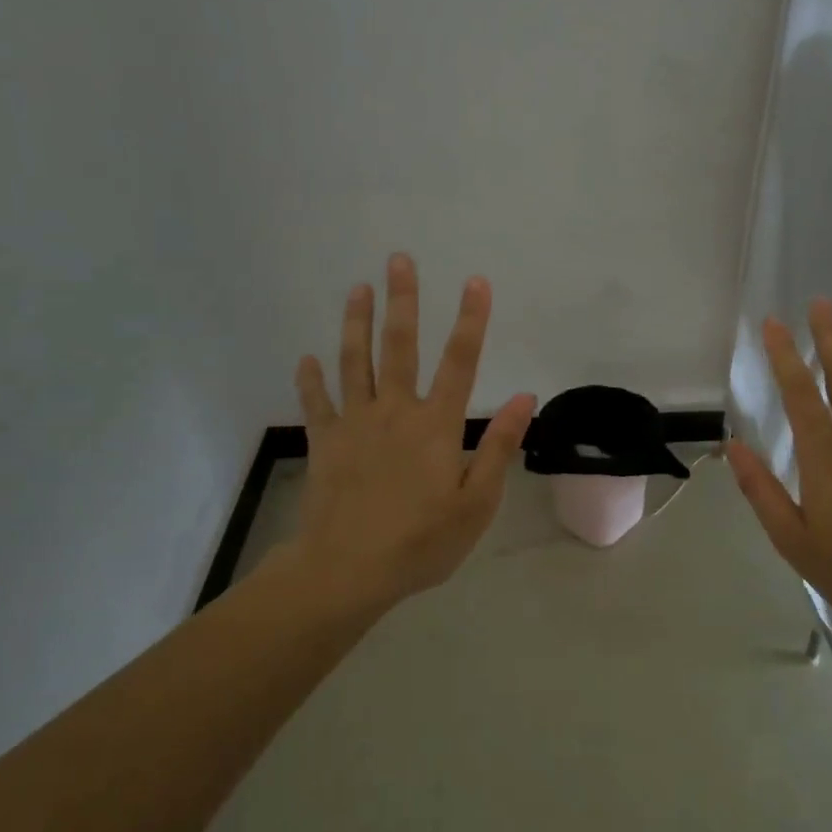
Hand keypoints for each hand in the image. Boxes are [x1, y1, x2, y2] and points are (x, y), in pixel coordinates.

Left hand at [278, 254, 535, 612]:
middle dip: (402, 300)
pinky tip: (306, 359)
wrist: (347, 571)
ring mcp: (355, 424)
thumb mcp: (477, 503)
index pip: (460, 361)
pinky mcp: (325, 443)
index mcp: (436, 425)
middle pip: (399, 346)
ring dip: (356, 323)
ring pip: (354, 362)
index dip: (470, 319)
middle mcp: (395, 411)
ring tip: (357, 288)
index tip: (475, 281)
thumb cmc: (421, 542)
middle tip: (398, 260)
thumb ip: (499, 447)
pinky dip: (310, 380)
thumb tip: (525, 397)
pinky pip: (316, 403)